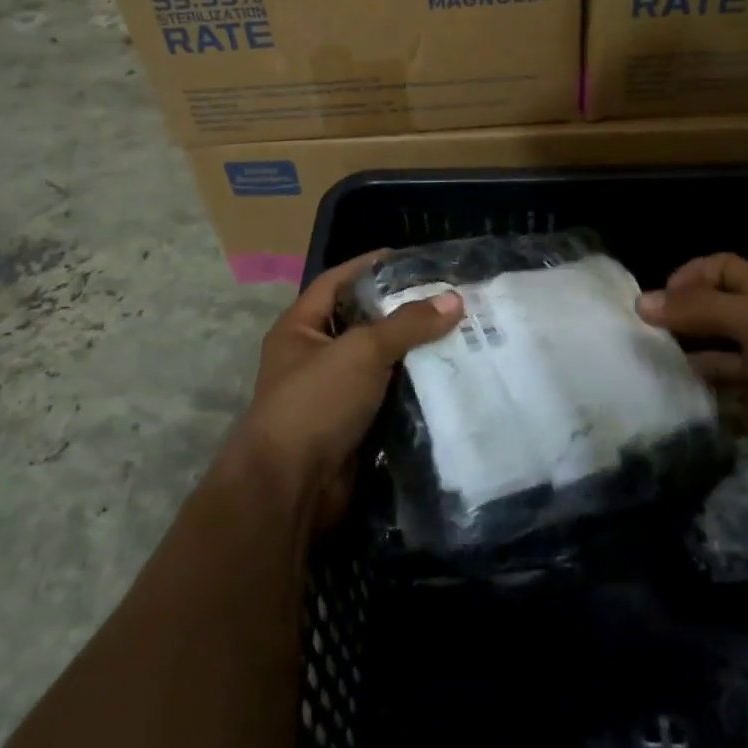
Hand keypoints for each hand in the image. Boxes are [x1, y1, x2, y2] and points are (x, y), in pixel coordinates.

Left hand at [238, 251, 462, 531]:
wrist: (291, 488)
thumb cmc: (316, 401)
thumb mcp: (362, 351)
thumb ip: (407, 324)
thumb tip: (454, 300)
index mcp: (300, 327)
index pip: (337, 281)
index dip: (368, 266)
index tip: (408, 259)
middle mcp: (312, 356)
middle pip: (361, 322)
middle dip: (400, 312)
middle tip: (445, 300)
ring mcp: (331, 394)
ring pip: (378, 363)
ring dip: (411, 353)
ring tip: (456, 334)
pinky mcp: (351, 427)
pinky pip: (386, 398)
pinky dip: (411, 389)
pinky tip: (446, 377)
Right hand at [637, 253, 747, 476]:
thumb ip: (697, 309)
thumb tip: (641, 302)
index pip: (719, 270)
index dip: (688, 277)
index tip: (658, 300)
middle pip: (712, 316)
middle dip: (679, 323)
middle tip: (640, 338)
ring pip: (714, 360)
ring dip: (686, 364)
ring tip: (649, 372)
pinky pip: (726, 403)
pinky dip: (703, 403)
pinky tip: (677, 404)